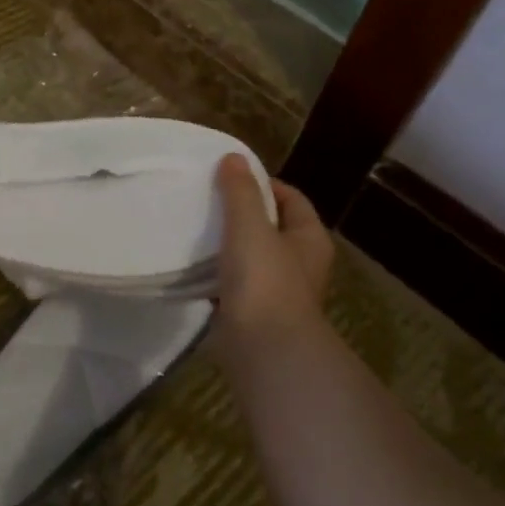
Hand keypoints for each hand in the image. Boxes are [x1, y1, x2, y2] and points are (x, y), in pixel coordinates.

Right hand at [210, 154, 336, 373]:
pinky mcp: (254, 312)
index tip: (230, 178)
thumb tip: (234, 158)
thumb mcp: (250, 226)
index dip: (264, 183)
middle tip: (209, 200)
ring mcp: (278, 290)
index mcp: (310, 239)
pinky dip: (218, 273)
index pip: (291, 198)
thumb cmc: (264, 279)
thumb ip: (240, 191)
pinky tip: (194, 266)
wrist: (263, 347)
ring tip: (197, 228)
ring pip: (252, 255)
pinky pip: (235, 282)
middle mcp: (300, 263)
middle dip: (243, 213)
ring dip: (228, 244)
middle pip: (271, 226)